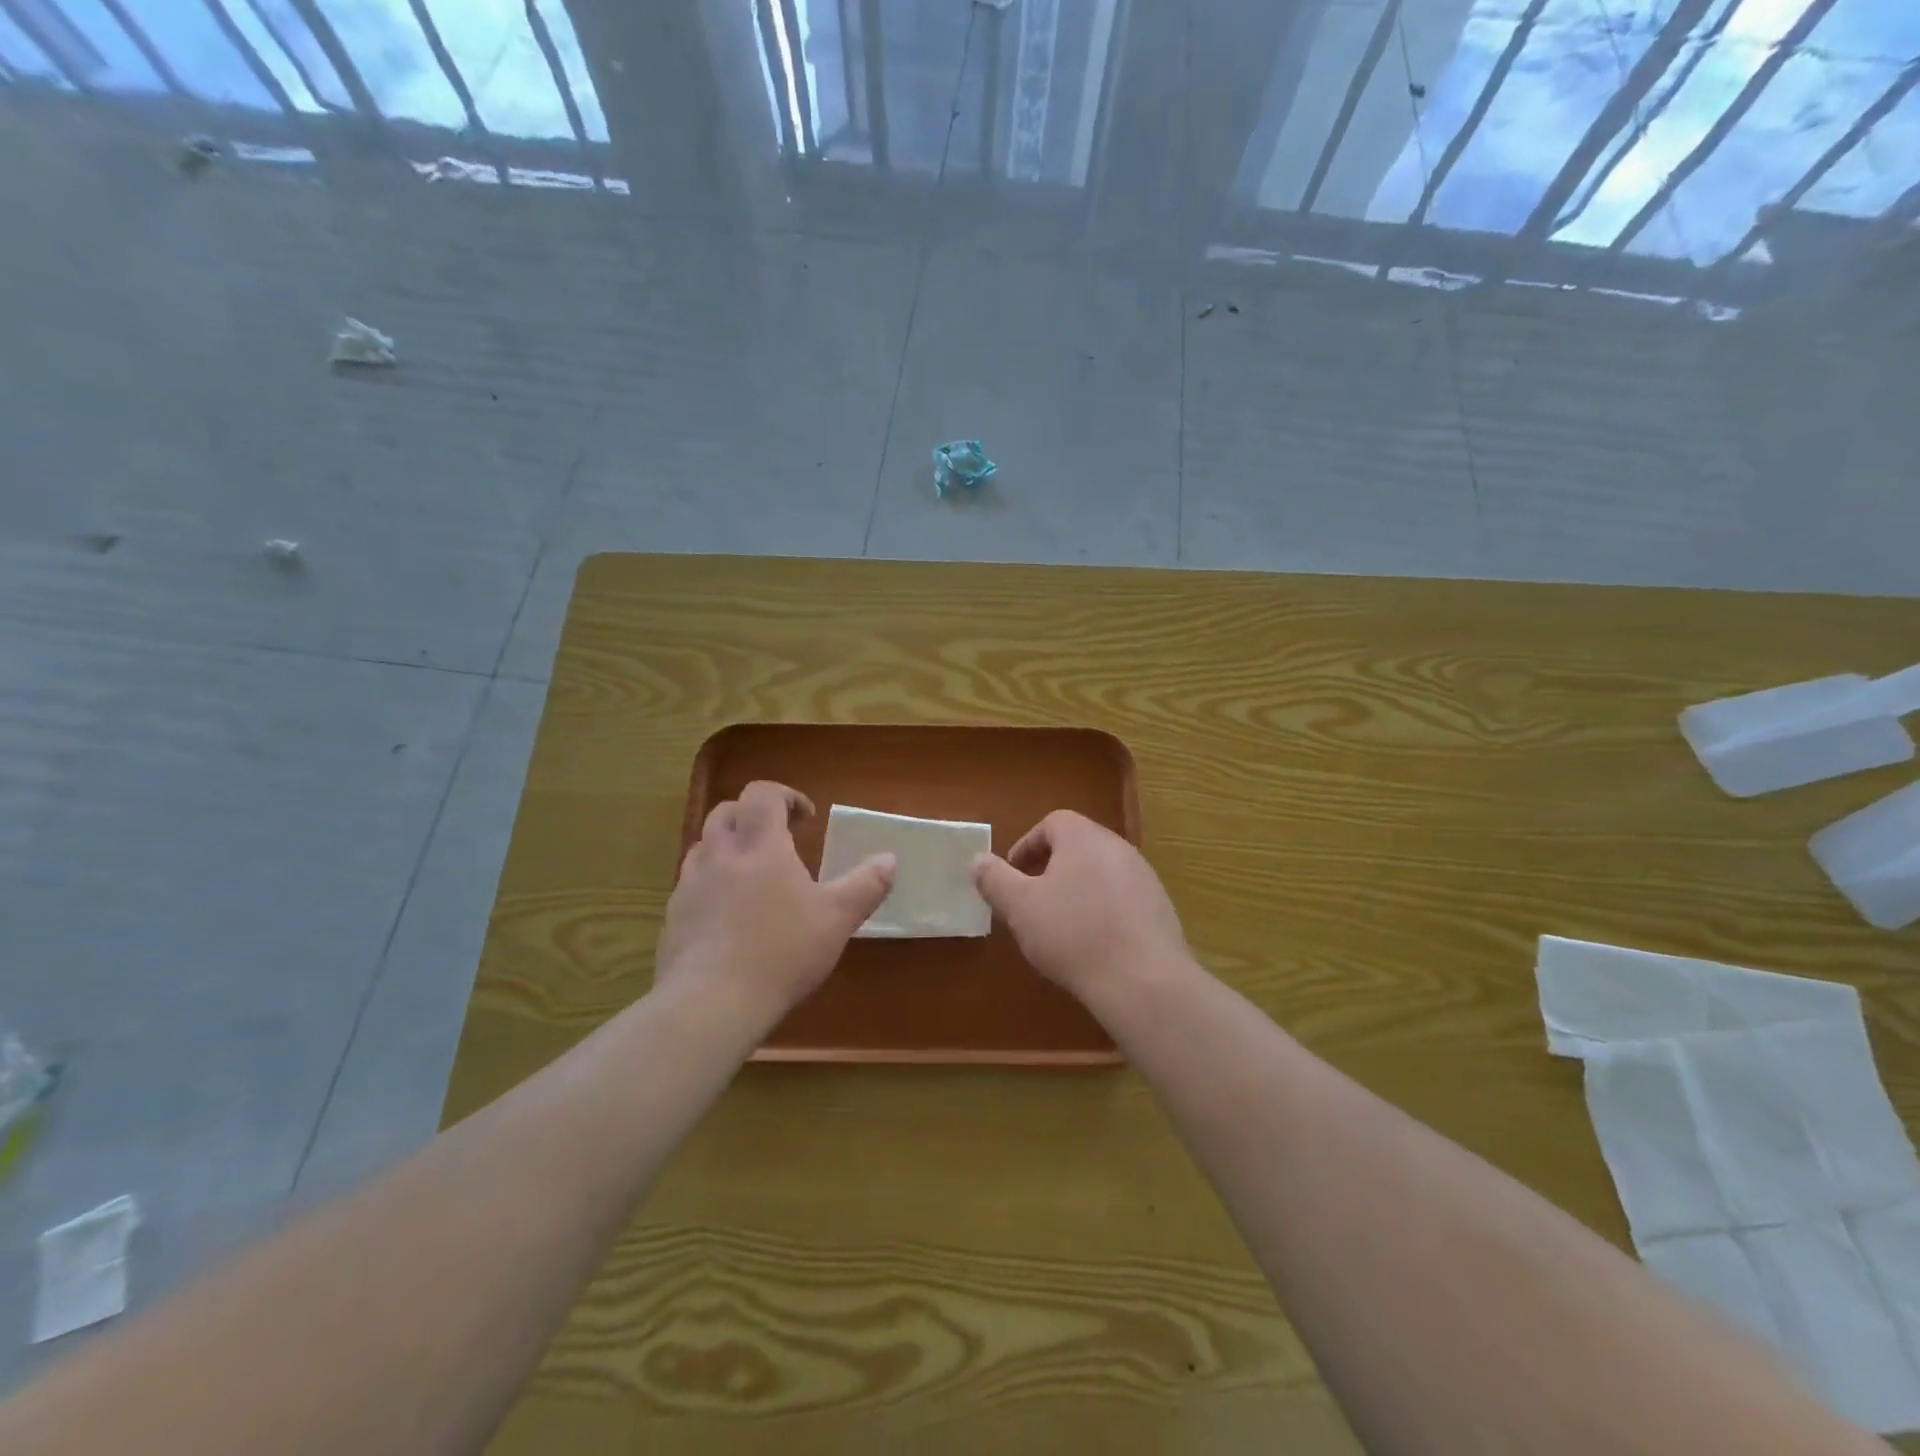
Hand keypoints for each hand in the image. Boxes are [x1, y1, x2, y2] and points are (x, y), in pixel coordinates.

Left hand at [657, 781, 894, 1020]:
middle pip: (726, 812)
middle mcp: (719, 854)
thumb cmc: (781, 952)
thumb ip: (865, 885)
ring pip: (703, 846)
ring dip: (729, 847)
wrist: (711, 1003)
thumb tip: (889, 859)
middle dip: (754, 816)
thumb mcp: (837, 919)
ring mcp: (690, 885)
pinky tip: (730, 915)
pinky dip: (712, 883)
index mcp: (759, 845)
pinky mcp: (674, 916)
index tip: (807, 818)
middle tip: (779, 840)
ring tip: (753, 875)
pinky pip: (692, 884)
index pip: (762, 793)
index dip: (785, 795)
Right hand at [973, 810, 1188, 999]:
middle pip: (1078, 845)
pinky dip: (1103, 909)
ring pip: (1101, 872)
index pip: (1052, 823)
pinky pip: (1122, 898)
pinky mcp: (1161, 908)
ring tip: (1060, 924)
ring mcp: (1145, 877)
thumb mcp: (1020, 907)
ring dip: (1077, 889)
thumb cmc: (1073, 934)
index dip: (1027, 845)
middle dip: (1050, 867)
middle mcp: (1118, 847)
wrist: (1143, 981)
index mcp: (1084, 837)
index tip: (1013, 874)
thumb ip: (995, 879)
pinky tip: (1093, 943)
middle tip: (1031, 898)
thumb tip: (978, 860)